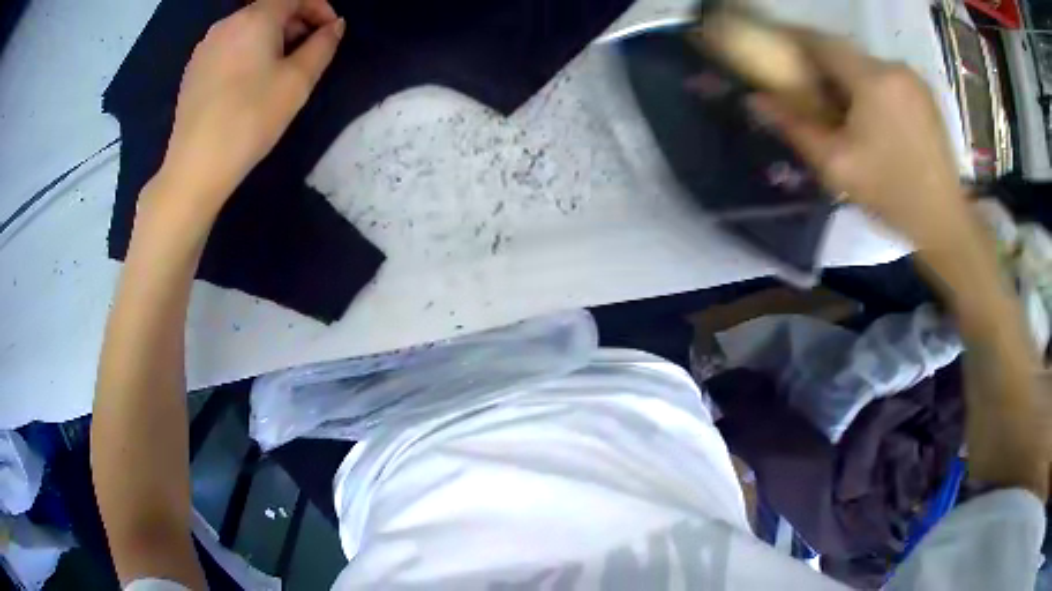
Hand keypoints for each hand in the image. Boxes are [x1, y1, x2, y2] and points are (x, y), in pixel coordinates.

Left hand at [155, 0, 344, 216]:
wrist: (195, 166)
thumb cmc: (251, 119)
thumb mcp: (298, 81)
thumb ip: (323, 46)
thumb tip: (334, 27)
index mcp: (255, 18)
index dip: (320, 8)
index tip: (330, 33)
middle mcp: (227, 23)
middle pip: (270, 9)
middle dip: (295, 23)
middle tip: (307, 54)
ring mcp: (206, 46)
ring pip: (248, 28)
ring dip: (271, 38)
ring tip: (278, 71)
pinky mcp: (193, 69)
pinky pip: (229, 46)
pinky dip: (247, 52)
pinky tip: (248, 83)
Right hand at [749, 30, 967, 251]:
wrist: (944, 221)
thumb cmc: (891, 195)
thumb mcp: (837, 165)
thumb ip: (795, 126)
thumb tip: (756, 99)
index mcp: (873, 80)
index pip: (821, 42)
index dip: (792, 41)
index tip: (772, 48)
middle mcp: (894, 67)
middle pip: (845, 54)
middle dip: (821, 67)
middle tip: (807, 92)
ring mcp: (913, 79)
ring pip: (866, 66)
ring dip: (847, 80)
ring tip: (841, 111)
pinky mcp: (924, 94)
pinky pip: (886, 78)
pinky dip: (870, 88)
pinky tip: (870, 118)